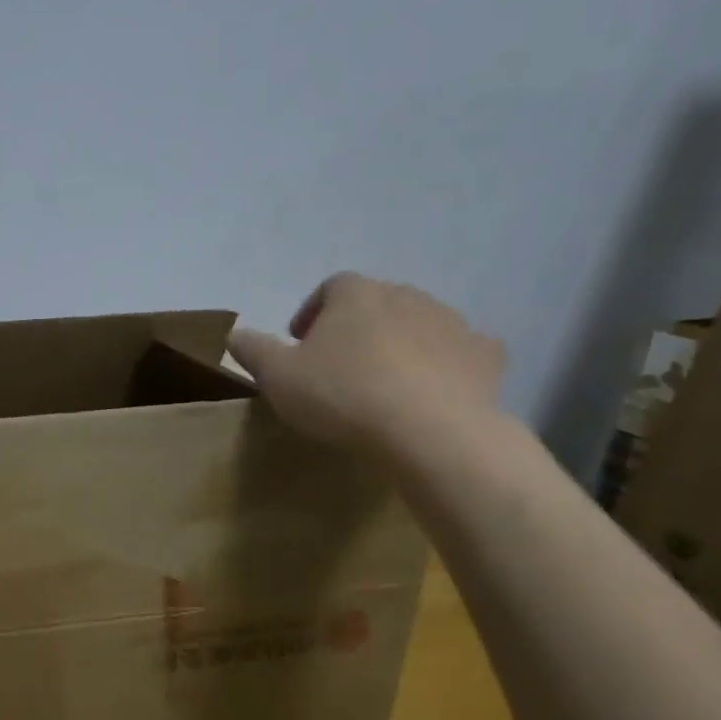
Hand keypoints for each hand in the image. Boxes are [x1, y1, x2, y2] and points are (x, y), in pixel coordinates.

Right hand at [227, 273, 504, 455]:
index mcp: (355, 295)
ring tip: (381, 384)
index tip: (300, 344)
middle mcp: (406, 296)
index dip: (312, 312)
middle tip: (337, 366)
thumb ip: (253, 350)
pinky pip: (459, 353)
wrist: (430, 432)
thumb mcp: (276, 377)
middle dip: (356, 327)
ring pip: (419, 325)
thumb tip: (234, 334)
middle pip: (376, 303)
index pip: (330, 287)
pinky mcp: (486, 356)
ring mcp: (452, 323)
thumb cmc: (342, 395)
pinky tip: (429, 395)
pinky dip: (444, 366)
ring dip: (399, 345)